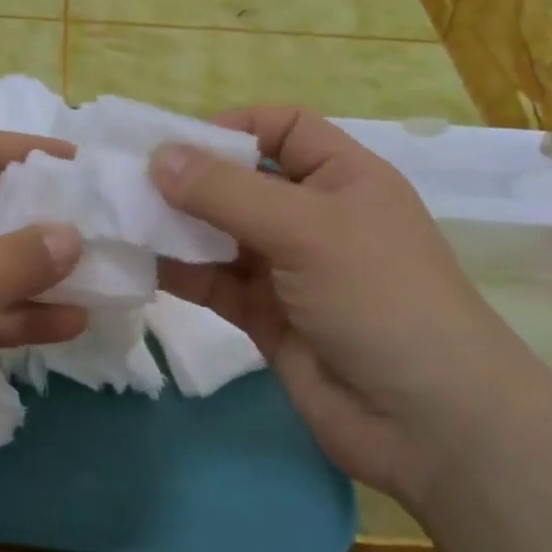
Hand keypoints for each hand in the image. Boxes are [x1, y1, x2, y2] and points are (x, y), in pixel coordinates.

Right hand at [151, 107, 551, 501]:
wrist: (429, 424)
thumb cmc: (380, 298)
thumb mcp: (306, 228)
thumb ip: (227, 192)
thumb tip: (158, 156)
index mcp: (343, 178)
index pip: (284, 129)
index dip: (234, 126)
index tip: (176, 143)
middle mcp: (314, 217)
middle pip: (243, 181)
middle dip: (191, 179)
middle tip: (128, 182)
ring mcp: (289, 270)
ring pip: (222, 234)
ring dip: (178, 227)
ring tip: (123, 220)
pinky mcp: (267, 317)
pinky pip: (215, 282)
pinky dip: (181, 272)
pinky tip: (141, 265)